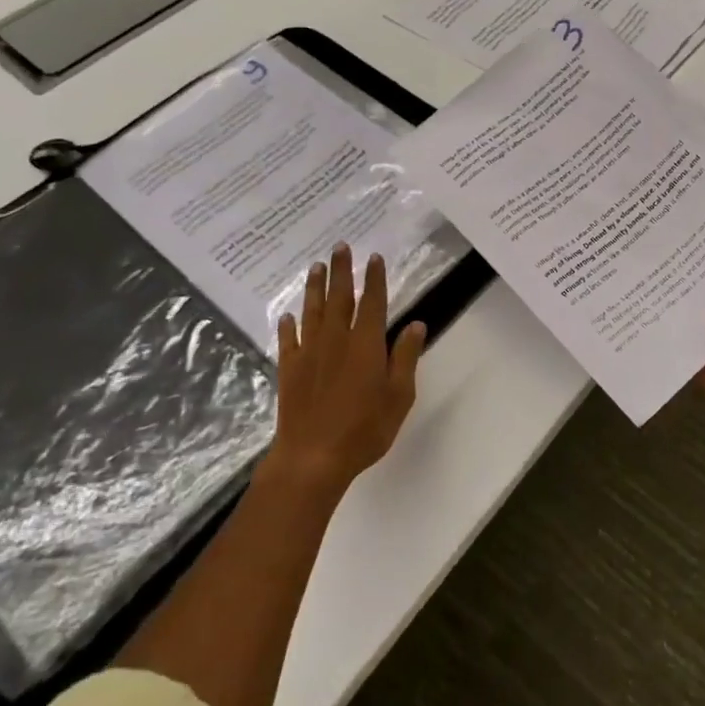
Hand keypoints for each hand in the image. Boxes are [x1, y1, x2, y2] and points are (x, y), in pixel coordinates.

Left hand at [266, 244, 424, 498]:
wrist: (312, 458)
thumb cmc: (364, 429)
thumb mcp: (399, 396)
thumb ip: (405, 358)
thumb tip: (416, 324)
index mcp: (365, 344)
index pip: (372, 303)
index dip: (374, 279)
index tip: (374, 258)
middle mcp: (336, 340)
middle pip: (339, 298)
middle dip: (341, 271)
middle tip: (340, 247)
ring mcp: (309, 353)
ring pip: (313, 312)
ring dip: (315, 288)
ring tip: (316, 267)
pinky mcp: (289, 370)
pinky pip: (288, 340)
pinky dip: (288, 325)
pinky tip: (288, 315)